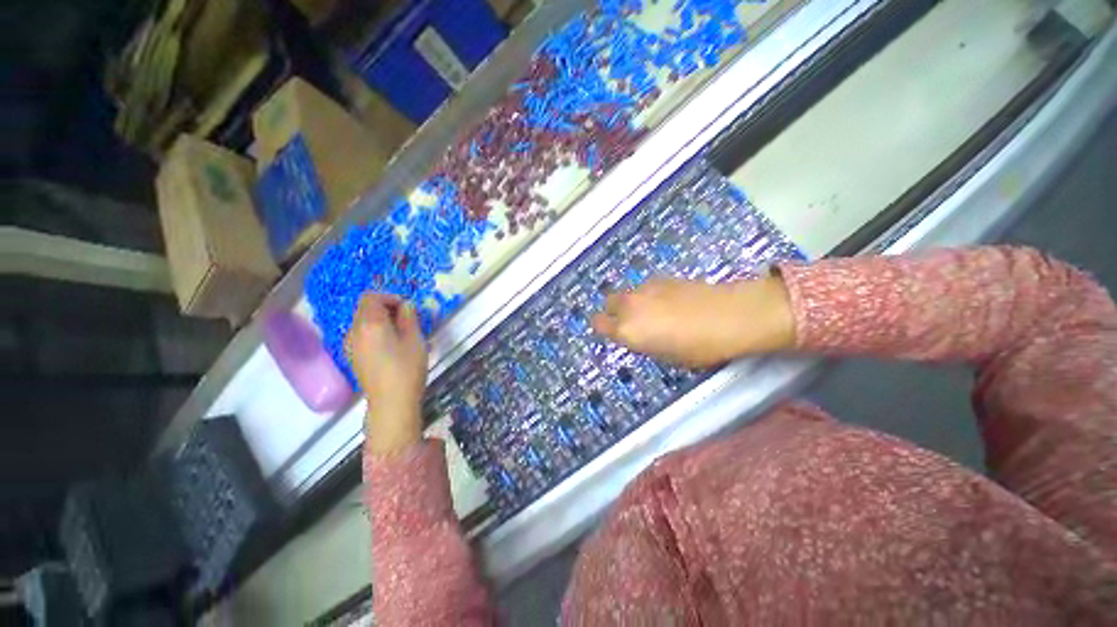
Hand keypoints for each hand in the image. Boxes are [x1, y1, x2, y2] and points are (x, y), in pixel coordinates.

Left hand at [346, 293, 427, 454]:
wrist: (391, 402)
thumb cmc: (407, 368)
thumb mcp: (415, 339)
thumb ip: (409, 317)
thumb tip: (406, 306)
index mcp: (369, 323)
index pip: (371, 297)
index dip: (390, 297)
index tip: (407, 308)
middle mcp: (354, 331)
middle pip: (365, 308)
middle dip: (386, 308)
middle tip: (407, 319)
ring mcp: (351, 345)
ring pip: (363, 321)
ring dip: (381, 320)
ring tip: (401, 333)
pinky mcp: (353, 356)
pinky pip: (362, 334)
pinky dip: (375, 332)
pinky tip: (390, 346)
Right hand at [591, 275, 795, 368]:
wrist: (730, 316)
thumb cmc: (698, 347)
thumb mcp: (666, 356)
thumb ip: (644, 343)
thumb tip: (640, 335)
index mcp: (627, 330)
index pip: (598, 323)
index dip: (603, 327)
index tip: (612, 332)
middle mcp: (629, 306)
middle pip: (608, 302)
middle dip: (614, 311)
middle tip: (631, 321)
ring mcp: (645, 289)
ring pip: (627, 293)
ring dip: (633, 302)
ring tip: (654, 311)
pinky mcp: (662, 278)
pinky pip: (645, 287)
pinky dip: (649, 294)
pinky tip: (670, 301)